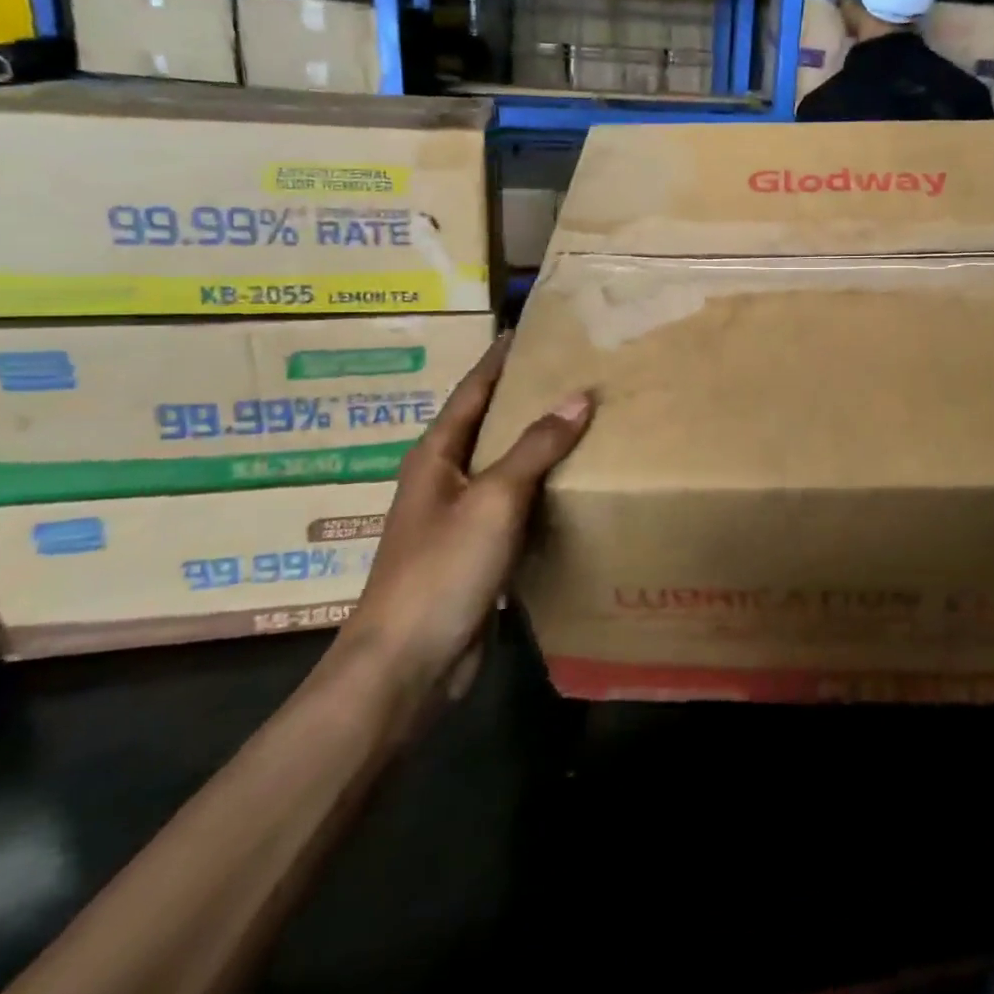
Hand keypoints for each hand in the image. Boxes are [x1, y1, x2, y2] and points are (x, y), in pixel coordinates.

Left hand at [329, 334, 592, 706]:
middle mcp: (445, 478)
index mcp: (436, 454)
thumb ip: (536, 447)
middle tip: (574, 369)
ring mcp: (459, 517)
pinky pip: (516, 505)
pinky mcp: (478, 552)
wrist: (408, 665)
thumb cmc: (442, 569)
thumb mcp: (494, 499)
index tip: (530, 328)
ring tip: (585, 418)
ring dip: (538, 443)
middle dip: (526, 396)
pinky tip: (575, 483)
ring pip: (505, 465)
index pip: (473, 389)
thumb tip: (579, 397)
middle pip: (489, 423)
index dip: (499, 358)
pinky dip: (543, 488)